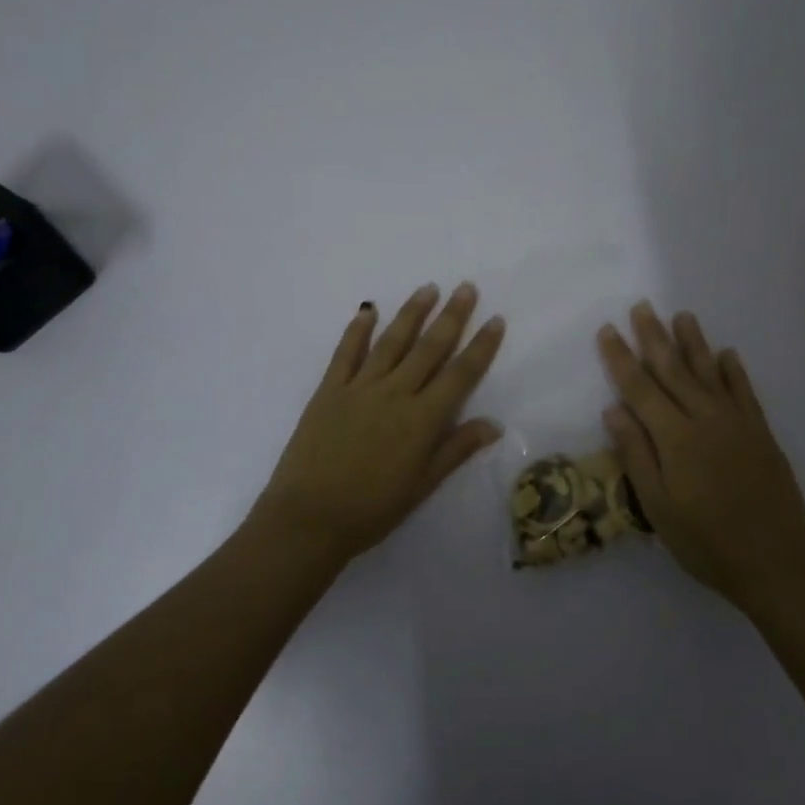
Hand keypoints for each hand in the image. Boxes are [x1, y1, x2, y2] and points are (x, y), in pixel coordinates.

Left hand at [257, 283, 505, 563]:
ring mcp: (359, 388)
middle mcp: (394, 393)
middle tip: (466, 287)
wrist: (309, 518)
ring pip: (391, 342)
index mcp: (422, 419)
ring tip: (428, 288)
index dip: (481, 346)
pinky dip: (357, 330)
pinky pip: (346, 353)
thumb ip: (456, 449)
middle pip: (429, 348)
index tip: (495, 319)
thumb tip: (494, 423)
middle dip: (451, 316)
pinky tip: (368, 310)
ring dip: (411, 313)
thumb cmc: (372, 509)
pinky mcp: (329, 390)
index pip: (460, 374)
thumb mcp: (422, 486)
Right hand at [597, 302, 804, 610]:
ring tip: (682, 316)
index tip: (608, 330)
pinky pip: (745, 392)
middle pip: (674, 370)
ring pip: (710, 373)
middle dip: (654, 337)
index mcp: (676, 437)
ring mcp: (737, 424)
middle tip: (642, 306)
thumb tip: (613, 409)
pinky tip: (727, 354)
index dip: (621, 358)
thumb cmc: (706, 542)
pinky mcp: (761, 434)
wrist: (777, 563)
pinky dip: (734, 371)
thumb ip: (636, 454)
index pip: (640, 388)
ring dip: (694, 343)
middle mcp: (706, 419)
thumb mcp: (658, 507)